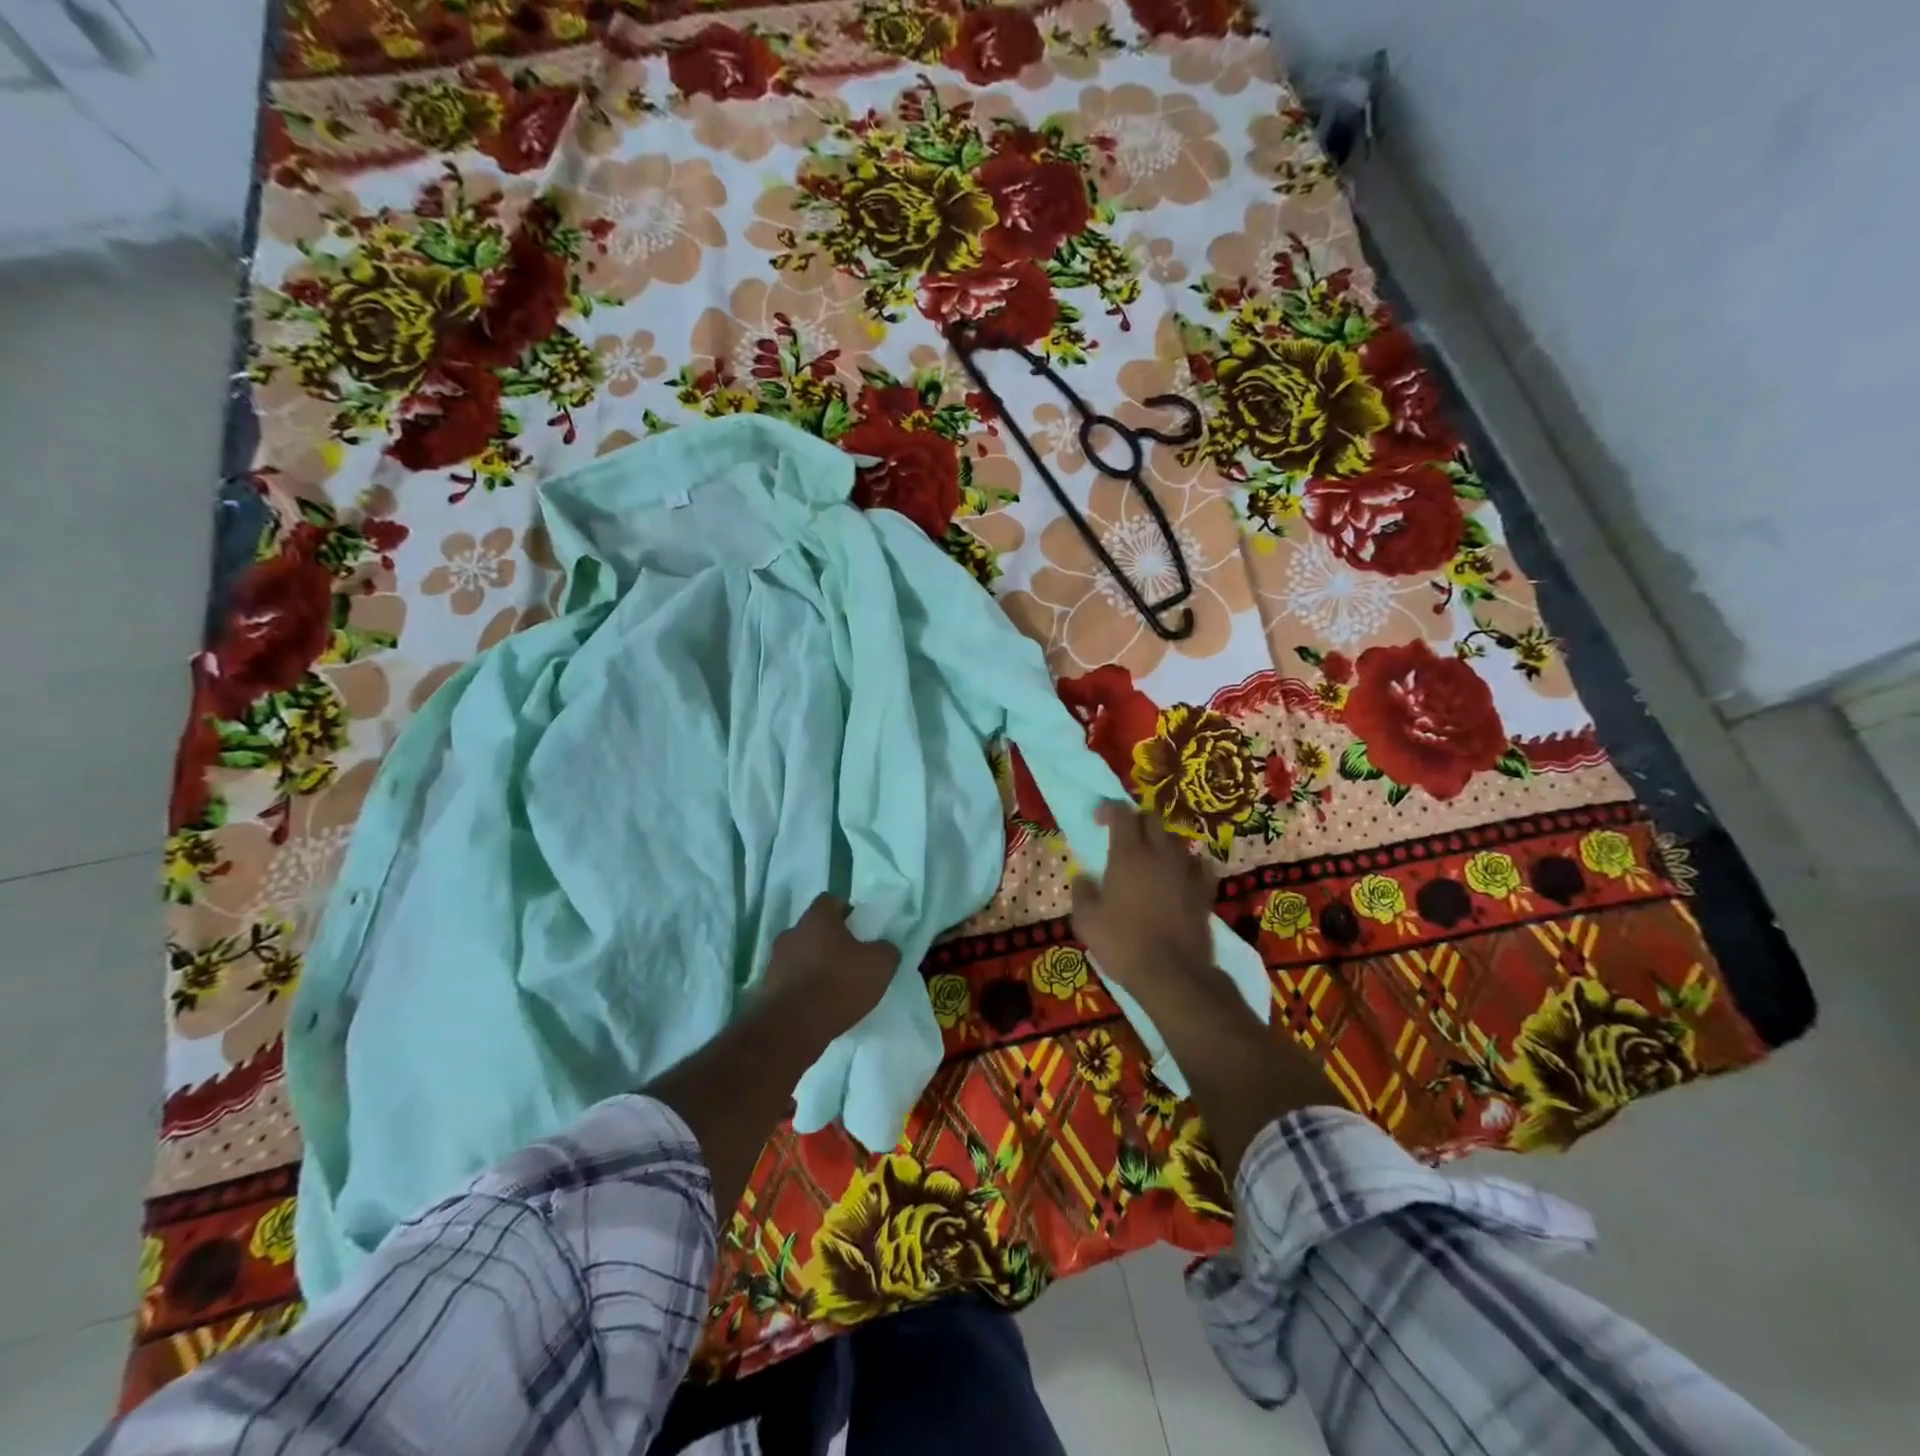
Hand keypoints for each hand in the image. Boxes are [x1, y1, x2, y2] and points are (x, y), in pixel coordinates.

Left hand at [761, 894, 900, 1040]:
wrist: (793, 1026)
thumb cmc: (838, 984)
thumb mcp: (879, 965)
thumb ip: (885, 950)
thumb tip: (883, 948)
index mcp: (817, 919)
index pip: (829, 900)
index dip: (845, 910)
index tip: (858, 927)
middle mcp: (791, 933)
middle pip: (812, 929)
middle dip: (828, 940)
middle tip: (848, 958)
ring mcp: (774, 961)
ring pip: (799, 954)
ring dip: (813, 965)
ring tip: (832, 985)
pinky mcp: (766, 989)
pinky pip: (789, 980)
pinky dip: (802, 987)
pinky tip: (817, 1004)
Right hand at [1071, 801, 1217, 1006]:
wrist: (1172, 974)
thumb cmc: (1123, 943)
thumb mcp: (1086, 921)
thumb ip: (1082, 892)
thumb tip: (1084, 878)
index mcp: (1128, 854)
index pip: (1121, 812)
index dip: (1109, 809)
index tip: (1097, 820)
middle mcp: (1160, 854)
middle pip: (1152, 818)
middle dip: (1136, 820)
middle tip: (1123, 837)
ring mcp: (1186, 871)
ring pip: (1175, 840)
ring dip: (1161, 842)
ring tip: (1150, 858)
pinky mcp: (1204, 891)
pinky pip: (1199, 864)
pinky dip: (1188, 864)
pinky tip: (1181, 875)